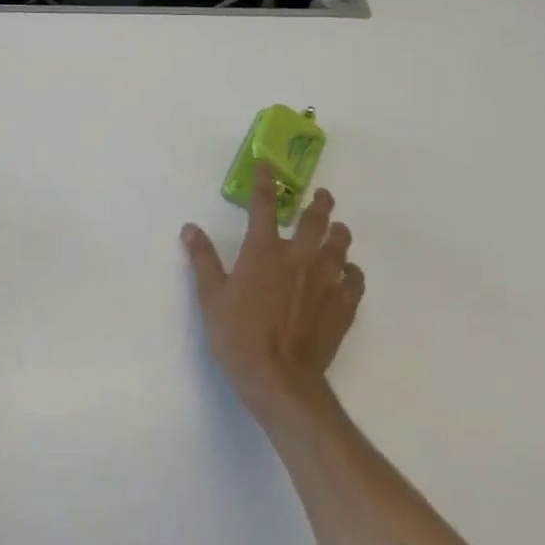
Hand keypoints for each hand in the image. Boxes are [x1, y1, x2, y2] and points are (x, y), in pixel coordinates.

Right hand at [181, 167, 364, 425]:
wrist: (279, 379)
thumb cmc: (237, 335)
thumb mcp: (210, 296)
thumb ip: (202, 259)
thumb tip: (190, 228)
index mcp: (263, 252)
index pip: (263, 206)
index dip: (265, 182)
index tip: (267, 165)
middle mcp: (299, 258)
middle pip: (314, 220)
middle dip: (318, 203)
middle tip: (321, 195)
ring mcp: (325, 281)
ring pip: (340, 246)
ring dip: (338, 233)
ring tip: (338, 229)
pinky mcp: (343, 306)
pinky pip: (355, 279)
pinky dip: (351, 271)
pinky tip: (348, 272)